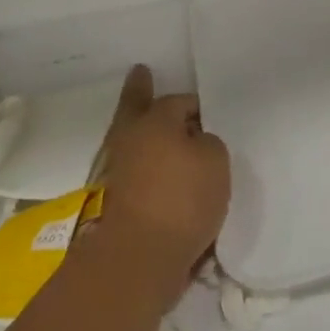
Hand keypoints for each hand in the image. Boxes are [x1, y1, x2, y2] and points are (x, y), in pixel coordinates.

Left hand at [90, 65, 229, 306]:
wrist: (138, 257)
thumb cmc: (181, 199)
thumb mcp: (216, 161)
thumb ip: (208, 144)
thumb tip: (194, 144)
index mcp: (155, 120)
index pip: (180, 101)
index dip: (196, 105)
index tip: (207, 113)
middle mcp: (131, 139)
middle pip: (135, 106)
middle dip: (139, 90)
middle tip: (140, 72)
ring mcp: (117, 171)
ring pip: (131, 140)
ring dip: (141, 133)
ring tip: (157, 130)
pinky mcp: (114, 202)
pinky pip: (132, 172)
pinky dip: (143, 168)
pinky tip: (158, 172)